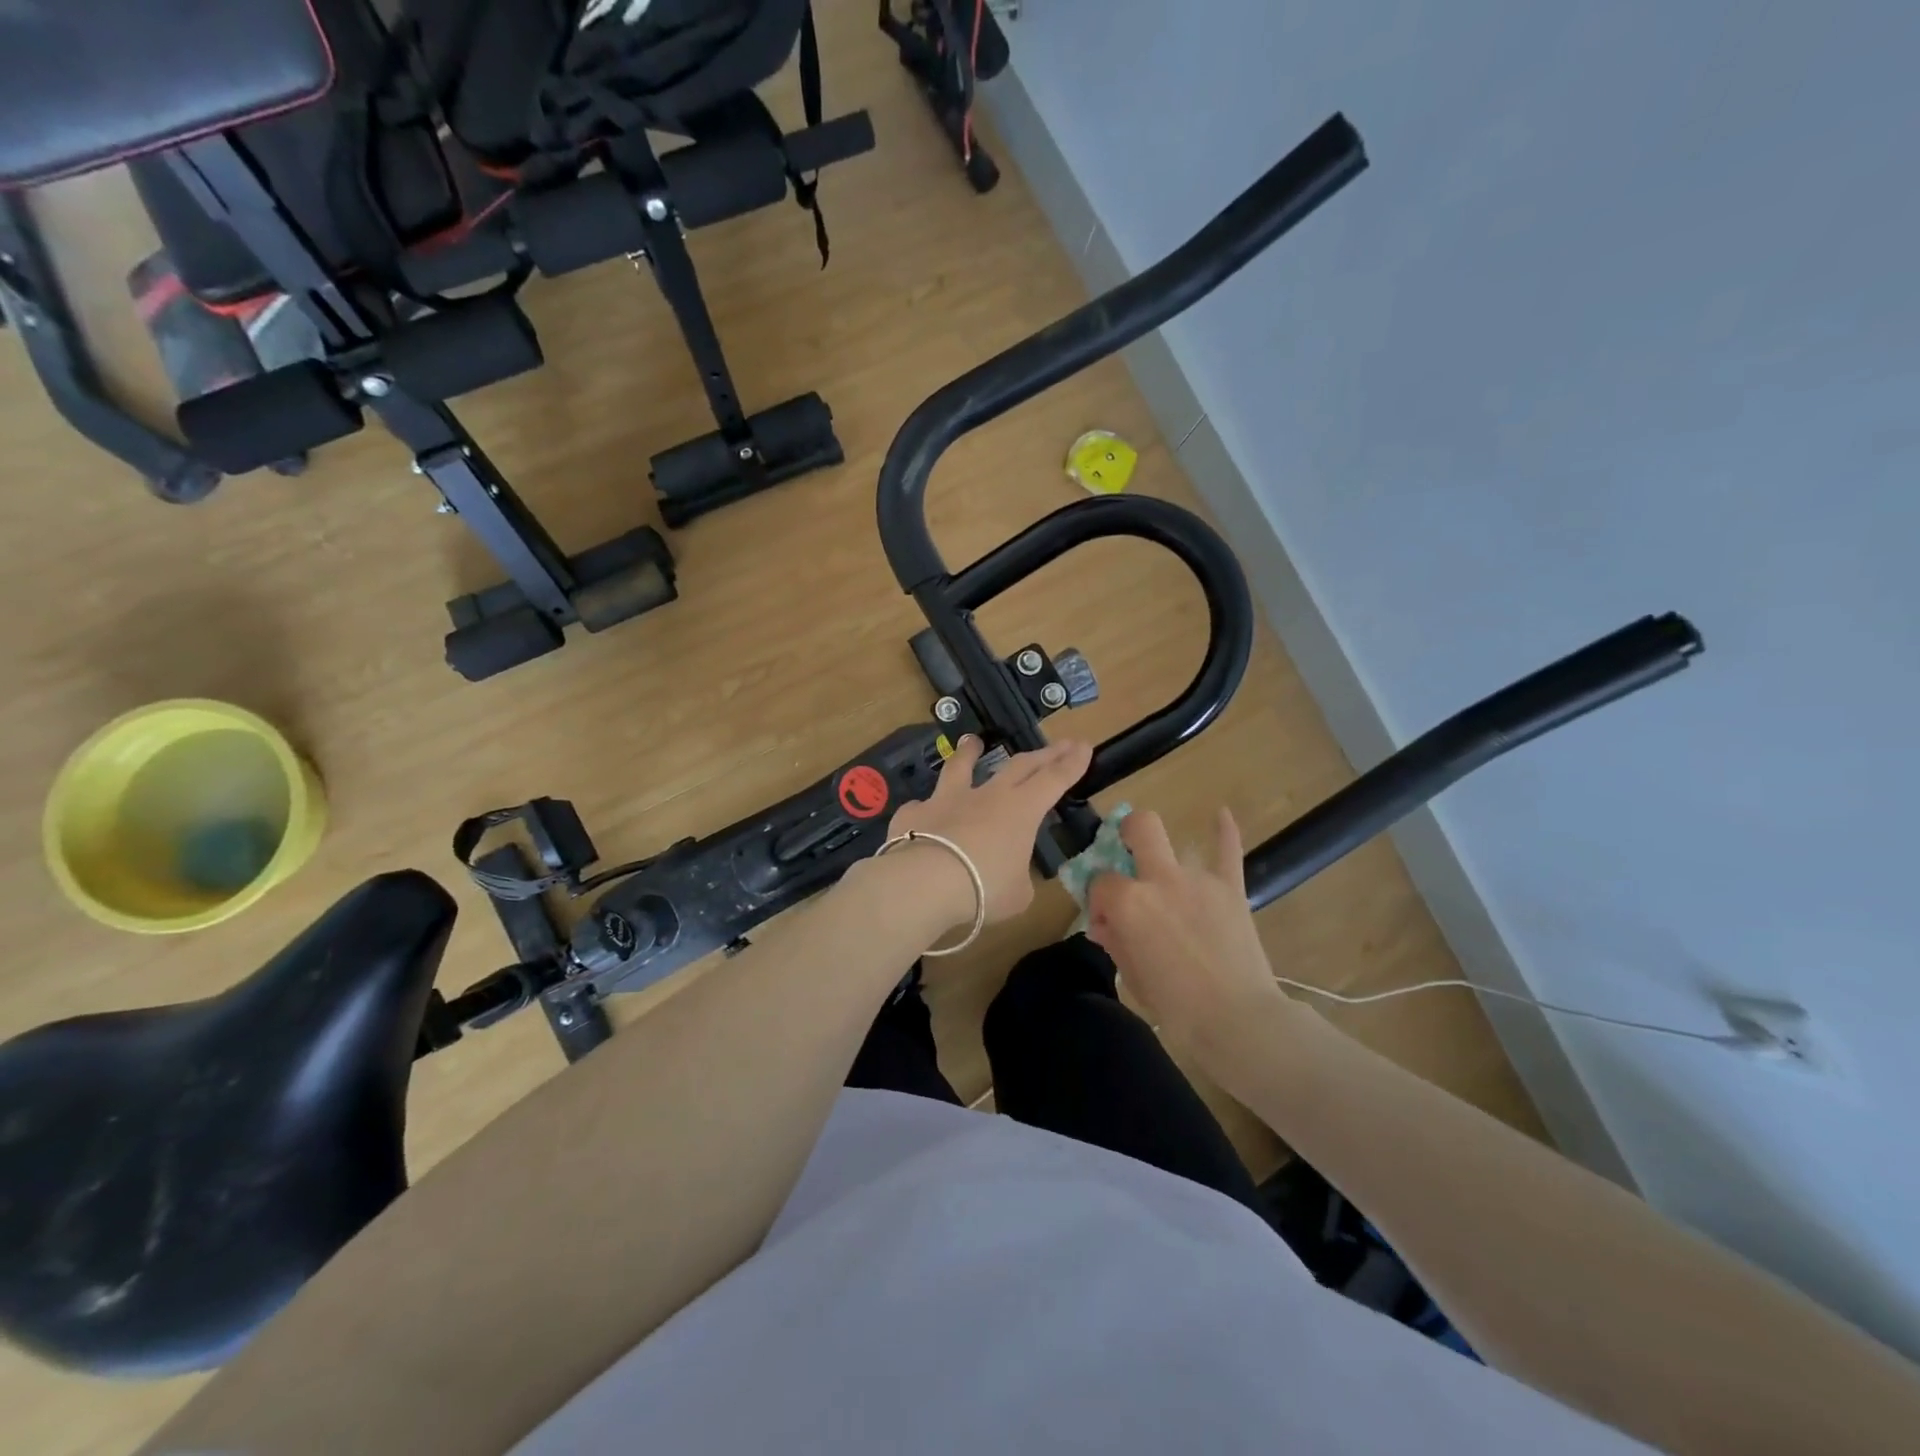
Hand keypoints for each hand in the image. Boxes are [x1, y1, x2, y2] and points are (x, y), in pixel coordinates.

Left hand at [886, 735, 1092, 925]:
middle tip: (1060, 744)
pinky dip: (926, 808)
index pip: (1054, 780)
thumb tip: (1008, 875)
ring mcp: (946, 800)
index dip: (1071, 764)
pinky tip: (921, 811)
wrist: (924, 883)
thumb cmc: (983, 889)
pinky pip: (921, 807)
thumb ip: (1017, 878)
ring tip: (972, 741)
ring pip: (960, 768)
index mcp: (1020, 811)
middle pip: (1019, 766)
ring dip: (969, 753)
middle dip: (1044, 754)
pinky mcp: (914, 813)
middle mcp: (986, 796)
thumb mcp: (1017, 894)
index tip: (1083, 746)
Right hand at [1085, 808, 1283, 1050]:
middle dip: (1128, 831)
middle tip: (1126, 848)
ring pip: (1179, 845)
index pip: (1101, 883)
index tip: (1107, 921)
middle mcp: (1160, 879)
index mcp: (1128, 902)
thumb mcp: (1131, 975)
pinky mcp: (1231, 889)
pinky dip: (1224, 832)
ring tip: (1167, 873)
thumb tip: (1106, 925)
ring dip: (1167, 855)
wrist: (1237, 1020)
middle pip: (1140, 829)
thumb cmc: (1175, 1006)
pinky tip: (1221, 814)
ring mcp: (1198, 879)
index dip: (1100, 900)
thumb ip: (1115, 941)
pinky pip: (1228, 851)